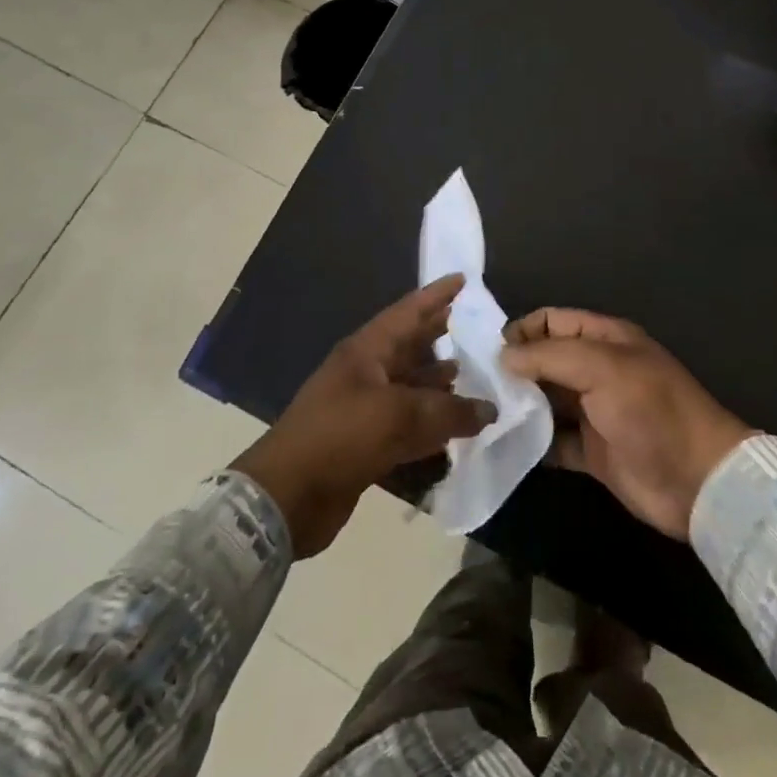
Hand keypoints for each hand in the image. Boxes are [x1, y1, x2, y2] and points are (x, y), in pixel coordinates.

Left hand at [232, 276, 495, 557]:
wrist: (287, 497)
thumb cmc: (341, 437)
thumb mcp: (399, 416)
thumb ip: (449, 411)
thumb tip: (489, 410)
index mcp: (366, 352)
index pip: (408, 312)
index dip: (436, 295)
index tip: (463, 280)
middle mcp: (365, 373)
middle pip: (409, 347)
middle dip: (440, 336)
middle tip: (476, 327)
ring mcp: (363, 409)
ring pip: (409, 387)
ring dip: (438, 382)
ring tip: (471, 375)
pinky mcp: (365, 444)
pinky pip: (406, 425)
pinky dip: (430, 424)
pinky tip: (455, 427)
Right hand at [503, 309, 754, 539]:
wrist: (698, 480)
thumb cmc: (651, 411)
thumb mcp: (602, 369)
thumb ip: (550, 357)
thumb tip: (503, 356)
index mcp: (606, 340)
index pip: (554, 321)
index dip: (523, 331)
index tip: (489, 352)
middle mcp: (598, 371)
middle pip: (547, 361)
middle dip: (515, 369)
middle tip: (476, 386)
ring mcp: (596, 412)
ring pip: (548, 401)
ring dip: (520, 406)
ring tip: (483, 414)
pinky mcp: (593, 452)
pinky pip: (554, 441)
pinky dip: (533, 442)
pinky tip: (505, 445)